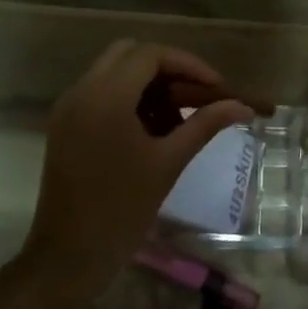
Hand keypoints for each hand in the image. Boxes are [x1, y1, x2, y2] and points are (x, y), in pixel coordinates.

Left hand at [22, 40, 255, 304]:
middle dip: (167, 69)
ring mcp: (68, 107)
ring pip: (113, 72)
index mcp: (105, 97)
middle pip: (129, 54)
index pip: (150, 55)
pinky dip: (129, 99)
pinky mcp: (65, 124)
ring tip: (179, 118)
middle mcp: (81, 92)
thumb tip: (242, 107)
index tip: (217, 87)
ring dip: (148, 84)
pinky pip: (100, 93)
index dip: (188, 64)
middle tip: (197, 95)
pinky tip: (153, 129)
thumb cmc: (123, 209)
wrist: (70, 254)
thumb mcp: (169, 162)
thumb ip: (205, 125)